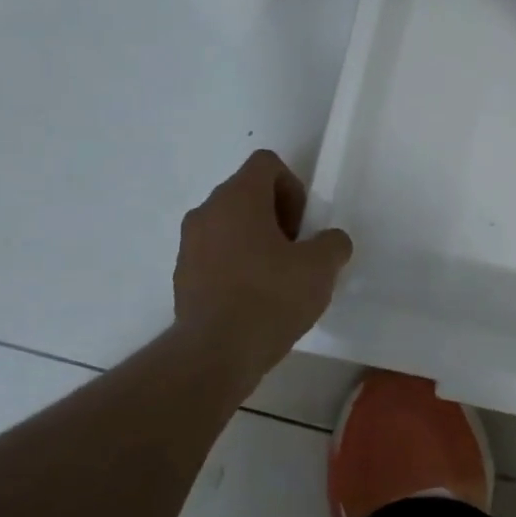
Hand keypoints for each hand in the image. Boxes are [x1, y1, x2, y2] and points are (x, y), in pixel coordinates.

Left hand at [174, 150, 352, 376]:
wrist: (215, 353)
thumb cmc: (271, 297)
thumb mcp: (321, 268)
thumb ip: (333, 243)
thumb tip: (329, 242)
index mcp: (238, 197)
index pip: (267, 164)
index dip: (293, 188)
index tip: (303, 226)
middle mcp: (207, 211)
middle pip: (248, 194)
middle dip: (277, 216)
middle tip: (296, 252)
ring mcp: (189, 244)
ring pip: (230, 225)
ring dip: (256, 241)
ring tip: (278, 279)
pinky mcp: (182, 275)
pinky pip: (216, 254)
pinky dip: (236, 265)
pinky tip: (255, 299)